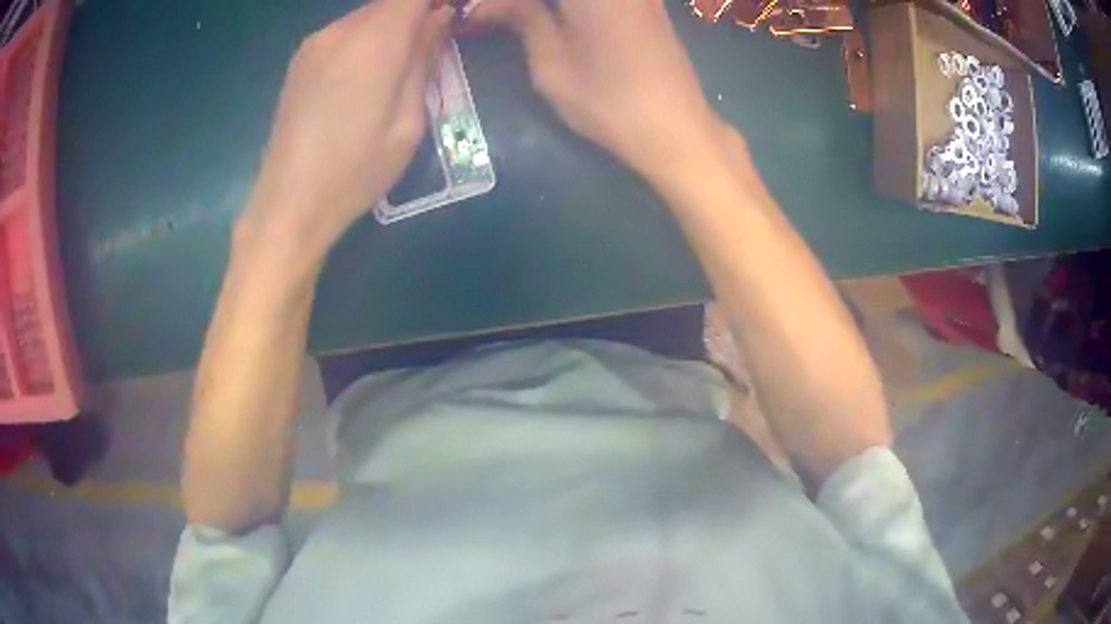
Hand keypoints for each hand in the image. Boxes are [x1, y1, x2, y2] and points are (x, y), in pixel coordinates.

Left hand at [240, 0, 453, 258]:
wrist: (289, 204)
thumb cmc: (356, 171)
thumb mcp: (409, 121)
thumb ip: (424, 59)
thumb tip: (440, 16)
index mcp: (373, 42)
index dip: (434, 0)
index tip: (452, 16)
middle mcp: (340, 30)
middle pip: (390, 0)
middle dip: (417, 11)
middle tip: (434, 41)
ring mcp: (314, 43)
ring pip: (366, 14)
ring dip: (392, 24)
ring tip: (402, 61)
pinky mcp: (300, 60)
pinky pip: (344, 31)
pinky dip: (366, 37)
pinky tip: (367, 72)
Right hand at [466, 0, 723, 179]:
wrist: (677, 129)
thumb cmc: (609, 103)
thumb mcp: (551, 64)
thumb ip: (522, 20)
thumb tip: (486, 5)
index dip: (500, 3)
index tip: (477, 15)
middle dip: (521, 4)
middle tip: (498, 18)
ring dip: (544, 6)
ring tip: (521, 20)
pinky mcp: (646, 0)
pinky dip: (568, 7)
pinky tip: (553, 17)